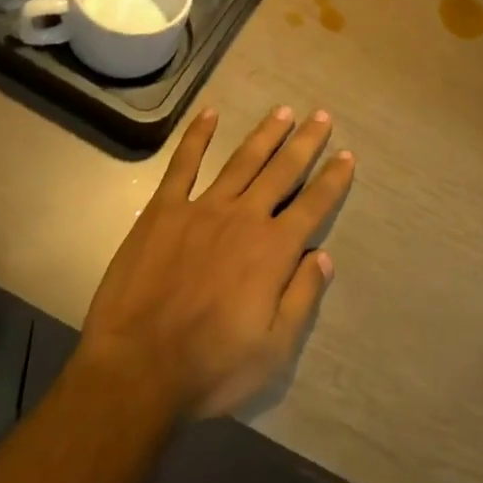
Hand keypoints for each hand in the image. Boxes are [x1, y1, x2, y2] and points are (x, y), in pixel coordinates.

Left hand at [75, 106, 351, 419]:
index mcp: (273, 250)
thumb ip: (302, 298)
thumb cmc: (210, 366)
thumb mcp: (273, 350)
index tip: (346, 155)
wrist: (136, 370)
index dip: (333, 179)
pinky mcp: (163, 210)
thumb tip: (323, 256)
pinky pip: (183, 164)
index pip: (313, 205)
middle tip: (321, 115)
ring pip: (242, 160)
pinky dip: (197, 136)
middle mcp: (244, 218)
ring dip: (265, 134)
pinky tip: (209, 114)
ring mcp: (202, 208)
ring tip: (283, 111)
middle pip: (282, 171)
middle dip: (305, 143)